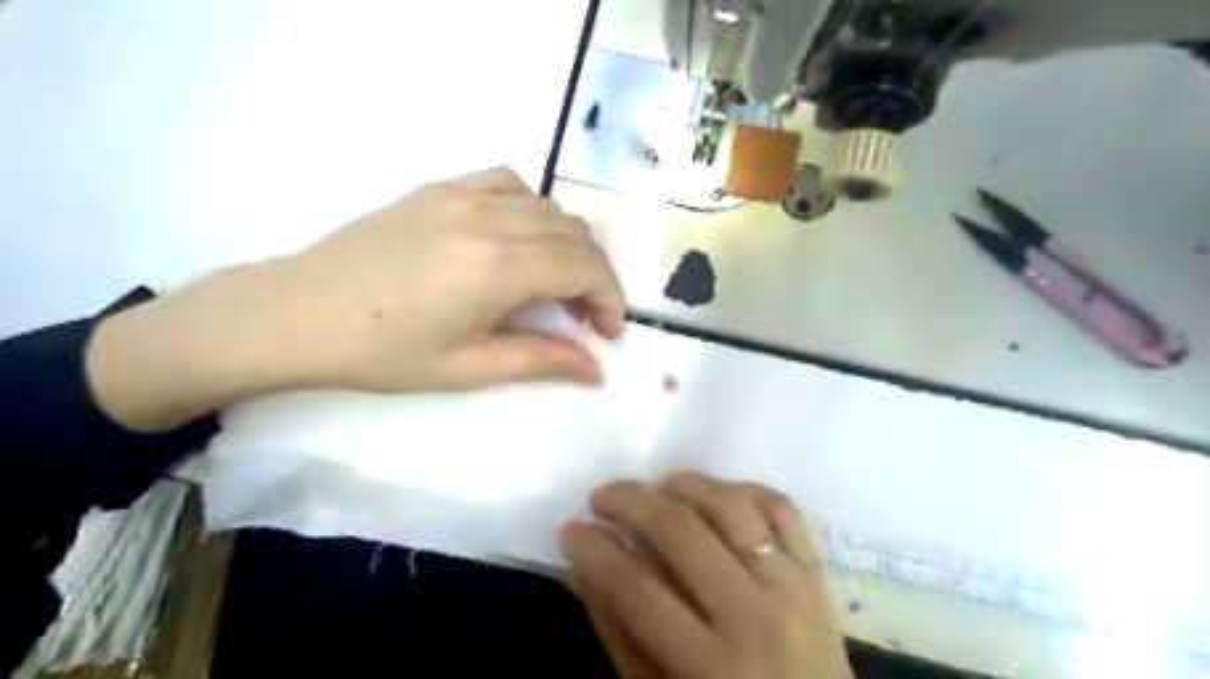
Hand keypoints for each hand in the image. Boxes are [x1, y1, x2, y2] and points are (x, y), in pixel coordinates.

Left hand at [270, 166, 629, 395]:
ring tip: (556, 284)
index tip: (608, 332)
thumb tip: (597, 371)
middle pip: (575, 234)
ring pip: (549, 207)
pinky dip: (534, 210)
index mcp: (496, 267)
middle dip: (596, 277)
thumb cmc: (382, 353)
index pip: (584, 266)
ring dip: (569, 246)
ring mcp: (462, 194)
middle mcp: (489, 218)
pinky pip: (510, 183)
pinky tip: (521, 239)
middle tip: (585, 318)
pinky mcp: (441, 187)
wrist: (297, 313)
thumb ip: (541, 361)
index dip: (610, 298)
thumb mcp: (468, 368)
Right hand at [562, 471, 853, 678]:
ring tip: (654, 488)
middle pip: (681, 533)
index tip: (570, 529)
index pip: (639, 590)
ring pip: (730, 506)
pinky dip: (742, 488)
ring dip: (683, 484)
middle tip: (601, 498)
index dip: (596, 551)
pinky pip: (780, 506)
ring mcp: (792, 586)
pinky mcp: (815, 570)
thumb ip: (620, 634)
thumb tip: (582, 568)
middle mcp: (755, 617)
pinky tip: (713, 493)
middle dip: (630, 502)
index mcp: (712, 668)